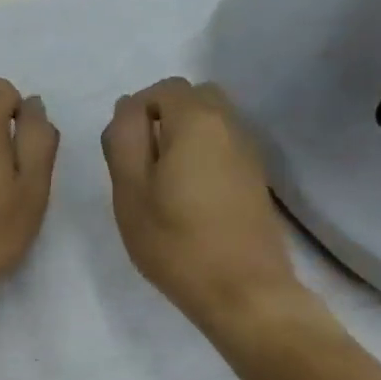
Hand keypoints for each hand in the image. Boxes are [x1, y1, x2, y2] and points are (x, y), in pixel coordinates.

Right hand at [101, 78, 302, 330]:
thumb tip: (127, 109)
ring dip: (184, 139)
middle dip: (163, 119)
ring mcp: (249, 151)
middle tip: (142, 164)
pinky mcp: (256, 178)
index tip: (123, 154)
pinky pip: (224, 148)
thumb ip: (123, 141)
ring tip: (164, 183)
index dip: (136, 112)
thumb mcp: (131, 192)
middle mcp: (230, 124)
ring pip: (211, 123)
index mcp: (196, 120)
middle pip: (193, 98)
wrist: (243, 290)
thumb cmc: (177, 243)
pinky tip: (190, 197)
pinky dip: (204, 157)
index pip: (162, 89)